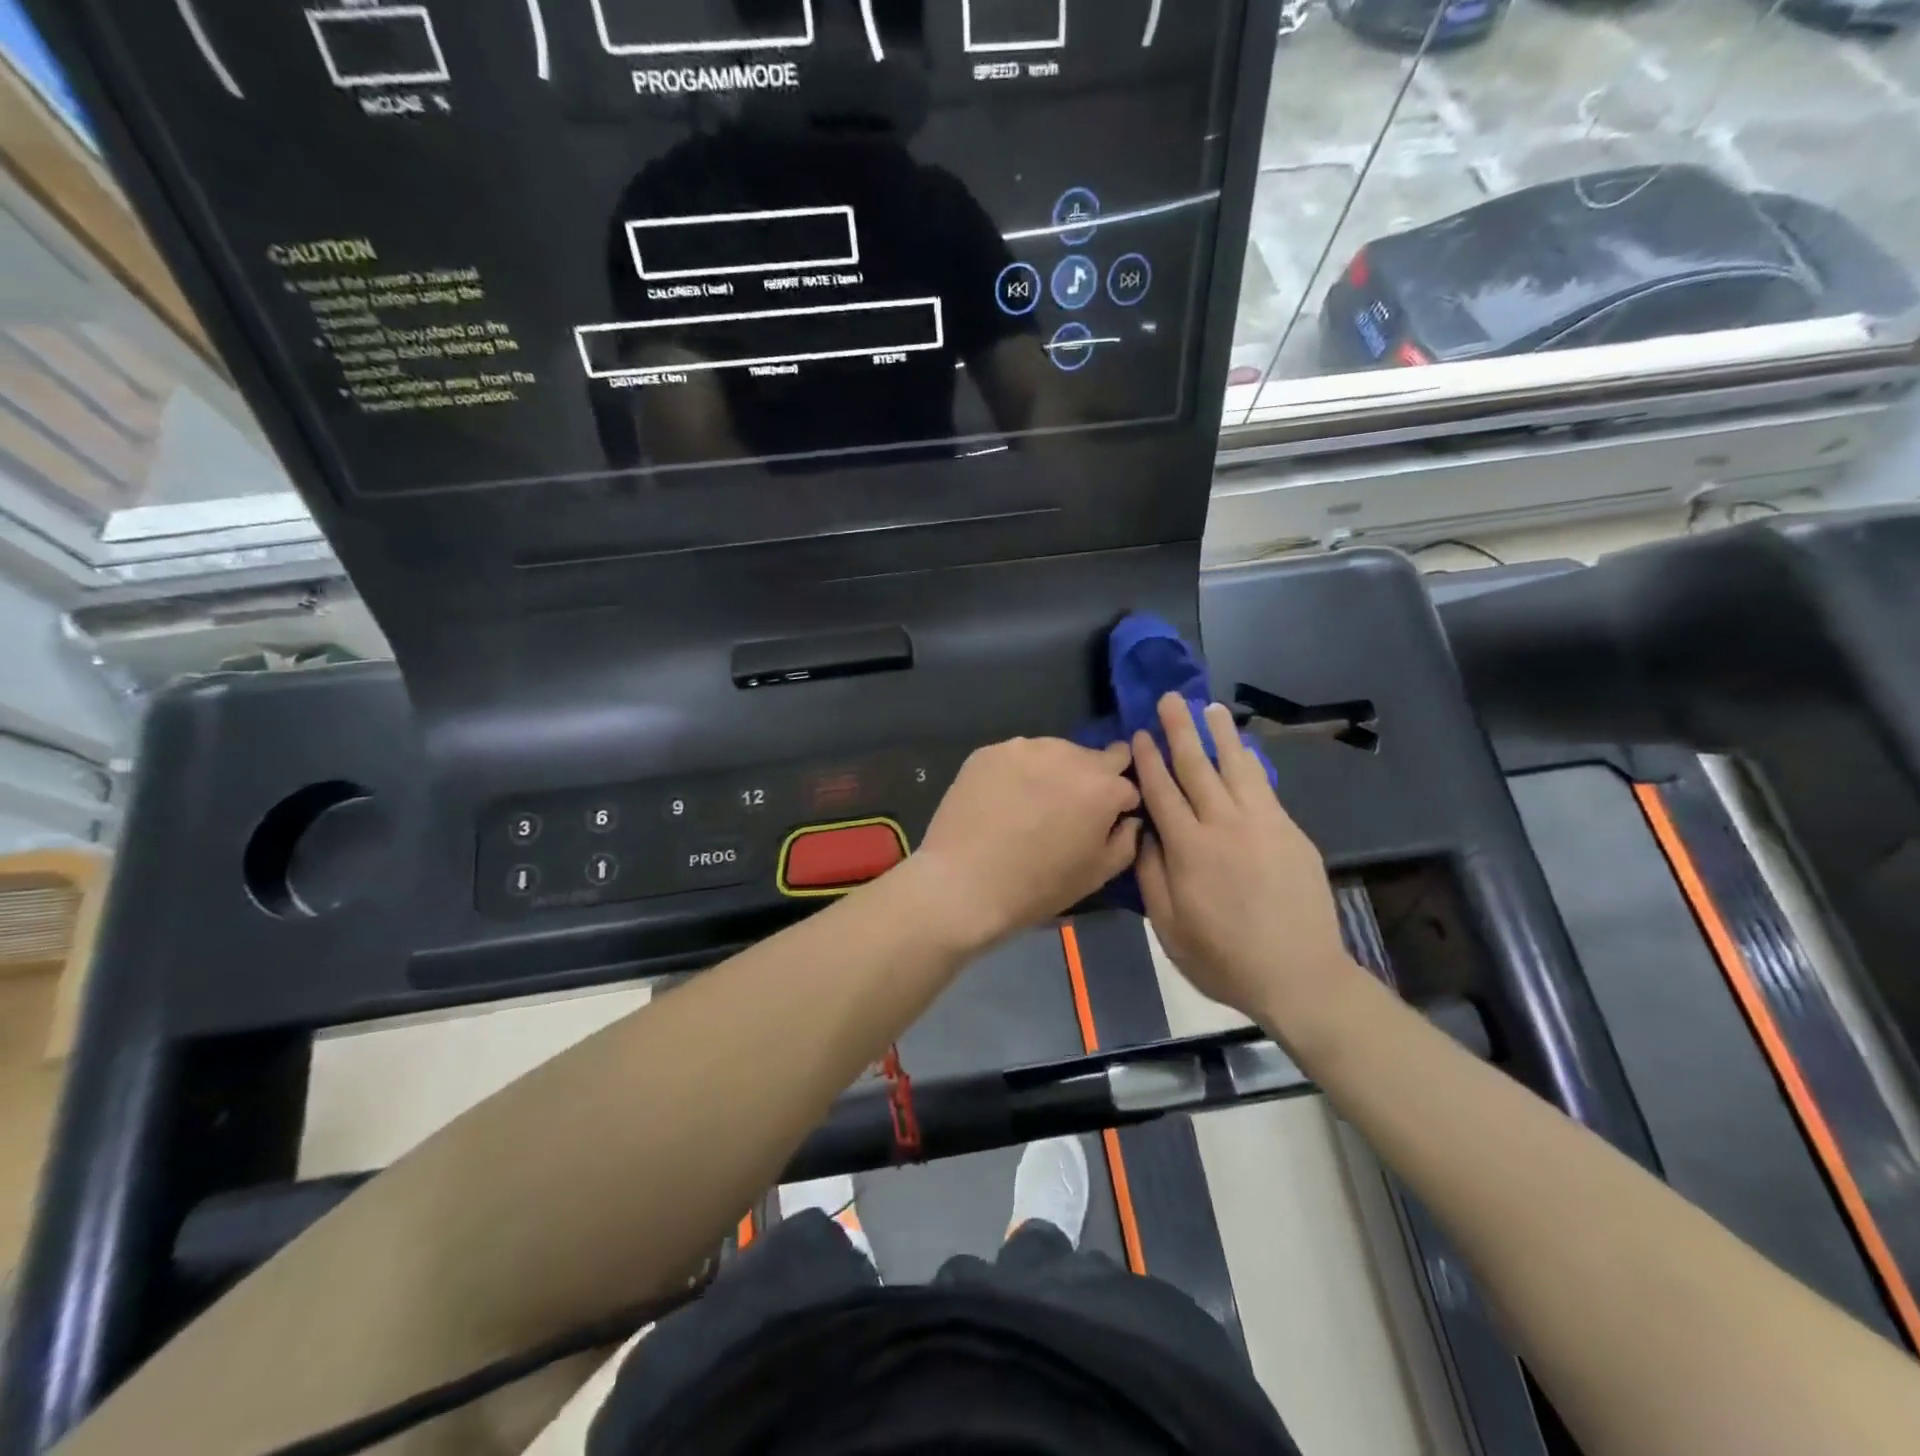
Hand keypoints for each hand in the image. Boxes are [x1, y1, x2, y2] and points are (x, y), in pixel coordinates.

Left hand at [909, 738, 1141, 951]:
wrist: (963, 883)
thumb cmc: (1037, 886)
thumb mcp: (1096, 874)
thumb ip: (1125, 840)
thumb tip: (1128, 819)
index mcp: (1102, 787)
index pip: (1127, 781)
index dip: (1118, 803)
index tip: (1104, 818)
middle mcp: (1068, 755)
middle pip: (1093, 759)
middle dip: (1090, 780)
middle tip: (1068, 810)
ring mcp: (1025, 748)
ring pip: (1054, 753)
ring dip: (1053, 772)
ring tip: (1032, 805)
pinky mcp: (990, 751)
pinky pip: (1017, 757)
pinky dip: (1018, 773)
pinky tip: (1003, 799)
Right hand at [1134, 694, 1358, 1026]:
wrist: (1299, 976)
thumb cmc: (1223, 959)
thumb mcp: (1168, 927)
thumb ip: (1151, 875)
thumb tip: (1144, 832)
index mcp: (1188, 849)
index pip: (1162, 791)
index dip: (1149, 760)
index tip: (1140, 732)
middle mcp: (1224, 825)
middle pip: (1197, 767)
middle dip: (1180, 730)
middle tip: (1171, 698)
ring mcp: (1263, 824)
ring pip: (1236, 767)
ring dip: (1220, 735)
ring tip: (1209, 707)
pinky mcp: (1290, 832)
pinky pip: (1264, 786)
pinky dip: (1251, 762)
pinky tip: (1244, 749)